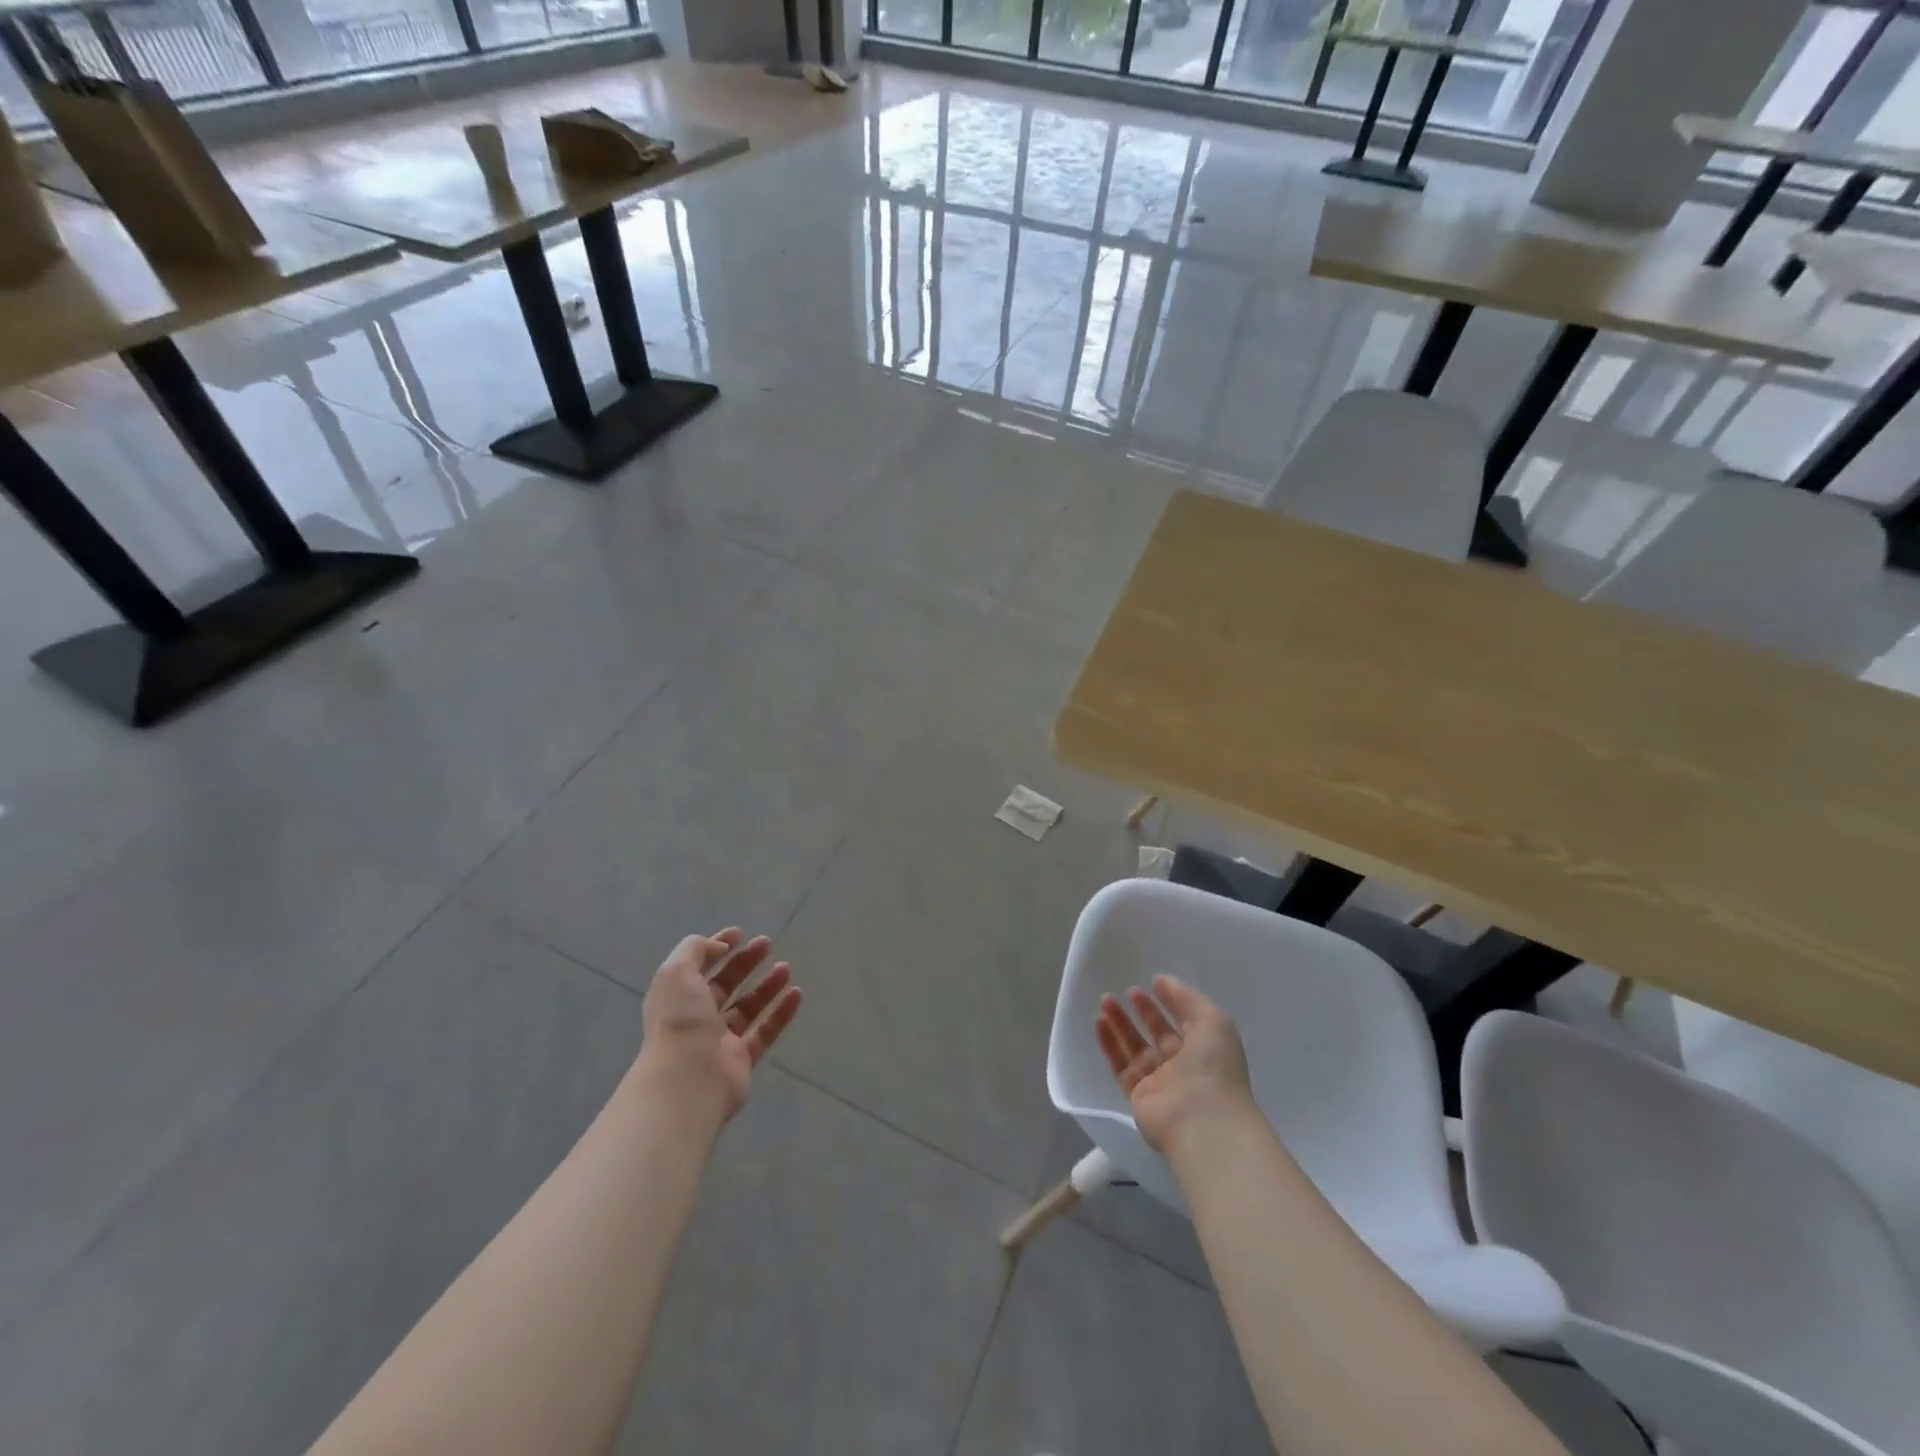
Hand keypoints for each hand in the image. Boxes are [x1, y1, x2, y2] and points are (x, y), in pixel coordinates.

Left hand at [636, 929, 801, 1122]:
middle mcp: (696, 1018)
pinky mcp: (742, 1060)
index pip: (698, 967)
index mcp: (677, 997)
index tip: (740, 933)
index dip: (717, 947)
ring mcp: (719, 1041)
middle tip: (767, 944)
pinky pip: (765, 1032)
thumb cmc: (680, 1019)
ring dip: (766, 986)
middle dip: (745, 963)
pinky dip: (781, 1013)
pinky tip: (797, 993)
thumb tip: (720, 948)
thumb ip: (695, 950)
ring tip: (786, 967)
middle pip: (724, 986)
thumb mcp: (676, 971)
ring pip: (747, 1008)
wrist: (688, 1078)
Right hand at [1096, 975, 1253, 1151]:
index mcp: (1205, 1050)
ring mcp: (1159, 1083)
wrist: (1202, 1119)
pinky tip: (1099, 1022)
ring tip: (1105, 1001)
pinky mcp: (1137, 1096)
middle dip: (1142, 1012)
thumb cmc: (1214, 1066)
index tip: (1152, 984)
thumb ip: (1187, 997)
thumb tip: (1161, 981)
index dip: (1169, 1002)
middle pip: (1157, 1034)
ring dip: (1120, 1024)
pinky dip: (1109, 1044)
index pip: (1184, 1022)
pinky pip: (1120, 1066)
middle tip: (1124, 991)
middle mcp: (1182, 1067)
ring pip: (1135, 1048)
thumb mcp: (1213, 1021)